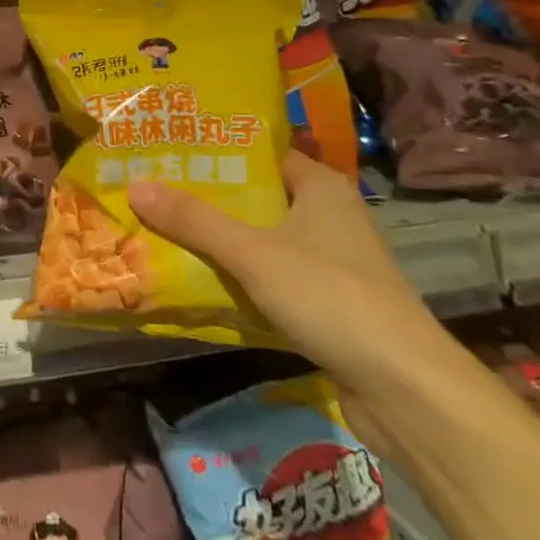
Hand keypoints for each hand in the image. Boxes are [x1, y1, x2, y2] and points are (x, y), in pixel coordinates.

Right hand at [128, 148, 451, 390]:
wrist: (404, 389)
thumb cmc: (330, 296)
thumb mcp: (253, 253)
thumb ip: (194, 221)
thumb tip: (135, 185)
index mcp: (320, 186)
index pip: (260, 153)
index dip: (216, 151)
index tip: (167, 150)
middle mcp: (327, 215)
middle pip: (256, 197)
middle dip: (207, 198)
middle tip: (152, 189)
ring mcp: (329, 261)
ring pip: (262, 239)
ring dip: (220, 240)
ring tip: (163, 229)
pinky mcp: (326, 302)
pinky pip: (271, 276)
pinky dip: (239, 277)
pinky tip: (199, 280)